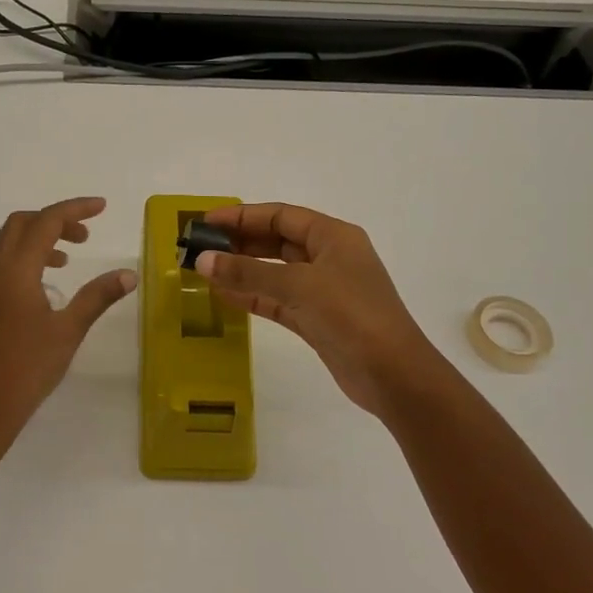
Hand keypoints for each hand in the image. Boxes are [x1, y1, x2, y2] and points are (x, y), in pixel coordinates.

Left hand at [0, 197, 136, 459]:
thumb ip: (97, 297)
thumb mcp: (69, 330)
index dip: (75, 209)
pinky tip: (43, 283)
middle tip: (85, 235)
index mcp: (16, 270)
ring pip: (6, 242)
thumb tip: (129, 274)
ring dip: (37, 238)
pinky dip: (23, 256)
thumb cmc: (29, 368)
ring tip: (67, 259)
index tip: (102, 207)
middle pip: (21, 224)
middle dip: (54, 220)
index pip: (46, 222)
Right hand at [196, 203, 448, 417]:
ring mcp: (323, 290)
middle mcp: (328, 258)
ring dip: (241, 271)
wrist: (394, 375)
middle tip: (199, 248)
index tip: (205, 222)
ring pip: (274, 272)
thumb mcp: (298, 286)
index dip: (241, 216)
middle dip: (238, 243)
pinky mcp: (316, 319)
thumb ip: (248, 273)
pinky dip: (252, 297)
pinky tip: (223, 296)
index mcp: (333, 237)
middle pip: (276, 242)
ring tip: (203, 271)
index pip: (280, 216)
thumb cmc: (352, 316)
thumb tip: (201, 261)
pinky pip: (277, 300)